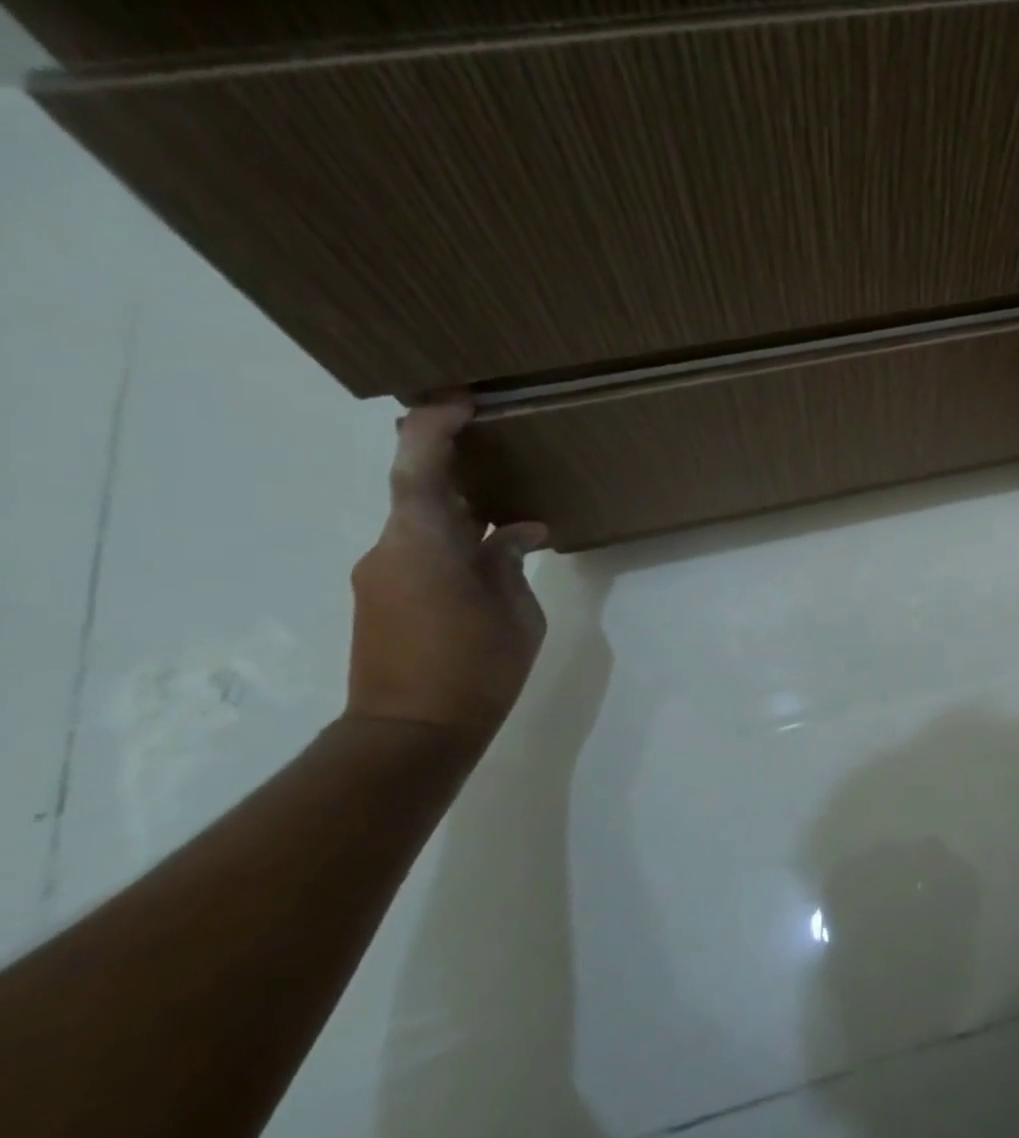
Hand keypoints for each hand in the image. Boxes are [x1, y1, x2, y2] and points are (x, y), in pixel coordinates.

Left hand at [346, 399, 547, 737]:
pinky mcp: (382, 595)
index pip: (419, 467)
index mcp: (425, 544)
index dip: (436, 427)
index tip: (465, 403)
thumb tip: (517, 533)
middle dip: (450, 458)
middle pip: (415, 486)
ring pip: (419, 518)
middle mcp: (392, 548)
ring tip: (506, 506)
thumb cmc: (476, 669)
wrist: (409, 734)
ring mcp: (382, 571)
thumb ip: (510, 563)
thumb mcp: (517, 613)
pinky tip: (490, 553)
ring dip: (457, 504)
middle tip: (494, 442)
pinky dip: (451, 537)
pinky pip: (417, 547)